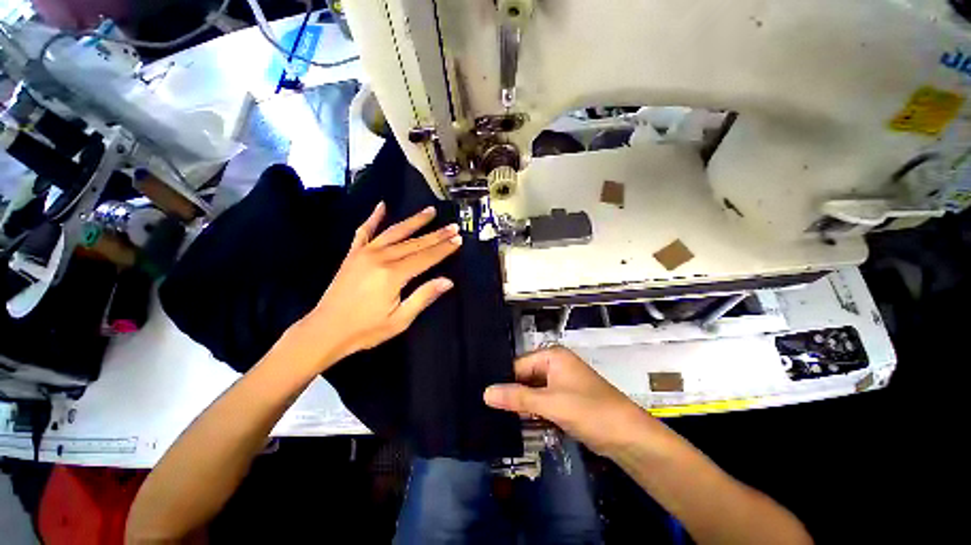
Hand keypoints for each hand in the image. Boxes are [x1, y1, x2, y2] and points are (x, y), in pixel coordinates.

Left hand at [300, 202, 461, 364]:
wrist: (324, 330)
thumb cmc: (366, 330)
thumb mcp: (400, 320)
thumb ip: (423, 297)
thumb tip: (448, 281)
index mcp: (393, 275)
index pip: (426, 257)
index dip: (444, 249)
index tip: (459, 239)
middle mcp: (380, 257)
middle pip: (414, 243)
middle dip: (436, 234)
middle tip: (453, 226)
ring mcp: (364, 253)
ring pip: (395, 232)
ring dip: (414, 221)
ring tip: (430, 211)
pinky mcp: (352, 254)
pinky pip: (364, 231)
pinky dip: (373, 217)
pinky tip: (382, 206)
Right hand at [484, 347, 658, 455]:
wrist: (628, 437)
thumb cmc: (590, 411)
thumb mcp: (551, 403)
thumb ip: (517, 397)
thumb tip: (485, 393)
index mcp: (552, 356)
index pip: (518, 365)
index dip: (503, 381)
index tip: (484, 398)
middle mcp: (555, 365)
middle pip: (525, 378)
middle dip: (512, 394)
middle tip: (488, 410)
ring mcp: (561, 383)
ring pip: (532, 392)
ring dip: (521, 405)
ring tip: (497, 418)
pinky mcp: (565, 400)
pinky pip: (542, 402)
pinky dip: (533, 412)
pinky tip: (518, 423)